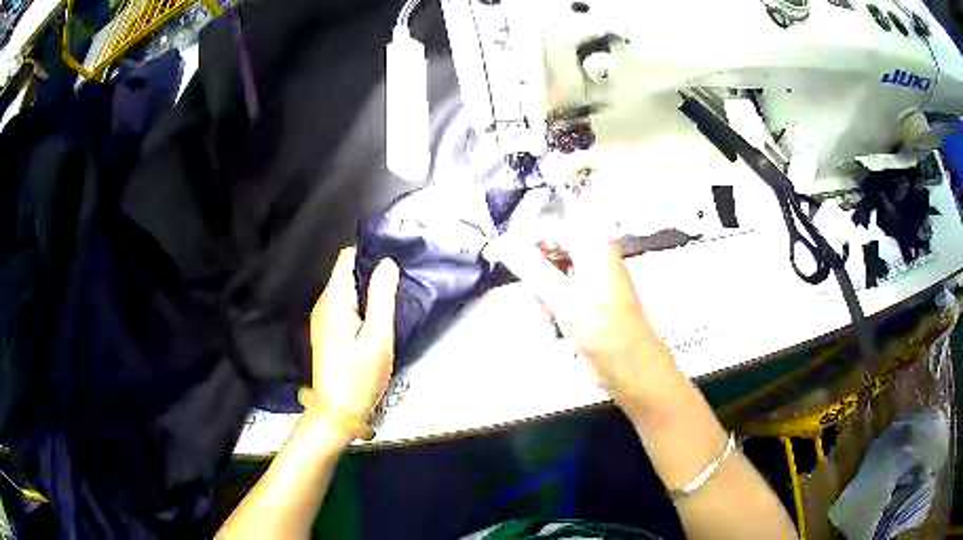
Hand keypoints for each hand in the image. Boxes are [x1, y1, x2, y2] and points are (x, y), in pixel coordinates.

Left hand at [308, 247, 399, 423]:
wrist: (337, 412)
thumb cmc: (359, 377)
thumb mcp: (378, 338)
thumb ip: (382, 298)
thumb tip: (388, 263)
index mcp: (334, 301)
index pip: (348, 258)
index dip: (371, 254)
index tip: (395, 262)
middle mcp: (323, 304)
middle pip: (347, 272)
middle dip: (372, 273)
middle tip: (399, 286)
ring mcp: (322, 318)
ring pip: (347, 289)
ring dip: (368, 291)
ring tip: (392, 302)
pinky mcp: (326, 331)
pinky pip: (344, 306)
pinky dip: (361, 306)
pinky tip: (376, 321)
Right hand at [492, 230, 677, 411]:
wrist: (629, 366)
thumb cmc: (602, 329)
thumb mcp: (563, 296)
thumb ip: (530, 267)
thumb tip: (502, 244)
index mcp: (593, 245)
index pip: (547, 227)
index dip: (520, 239)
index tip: (496, 254)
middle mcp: (591, 256)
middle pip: (546, 253)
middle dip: (536, 279)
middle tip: (540, 299)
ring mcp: (589, 280)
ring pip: (547, 278)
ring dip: (543, 299)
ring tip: (553, 318)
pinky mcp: (585, 301)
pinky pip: (557, 296)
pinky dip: (552, 309)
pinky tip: (558, 325)